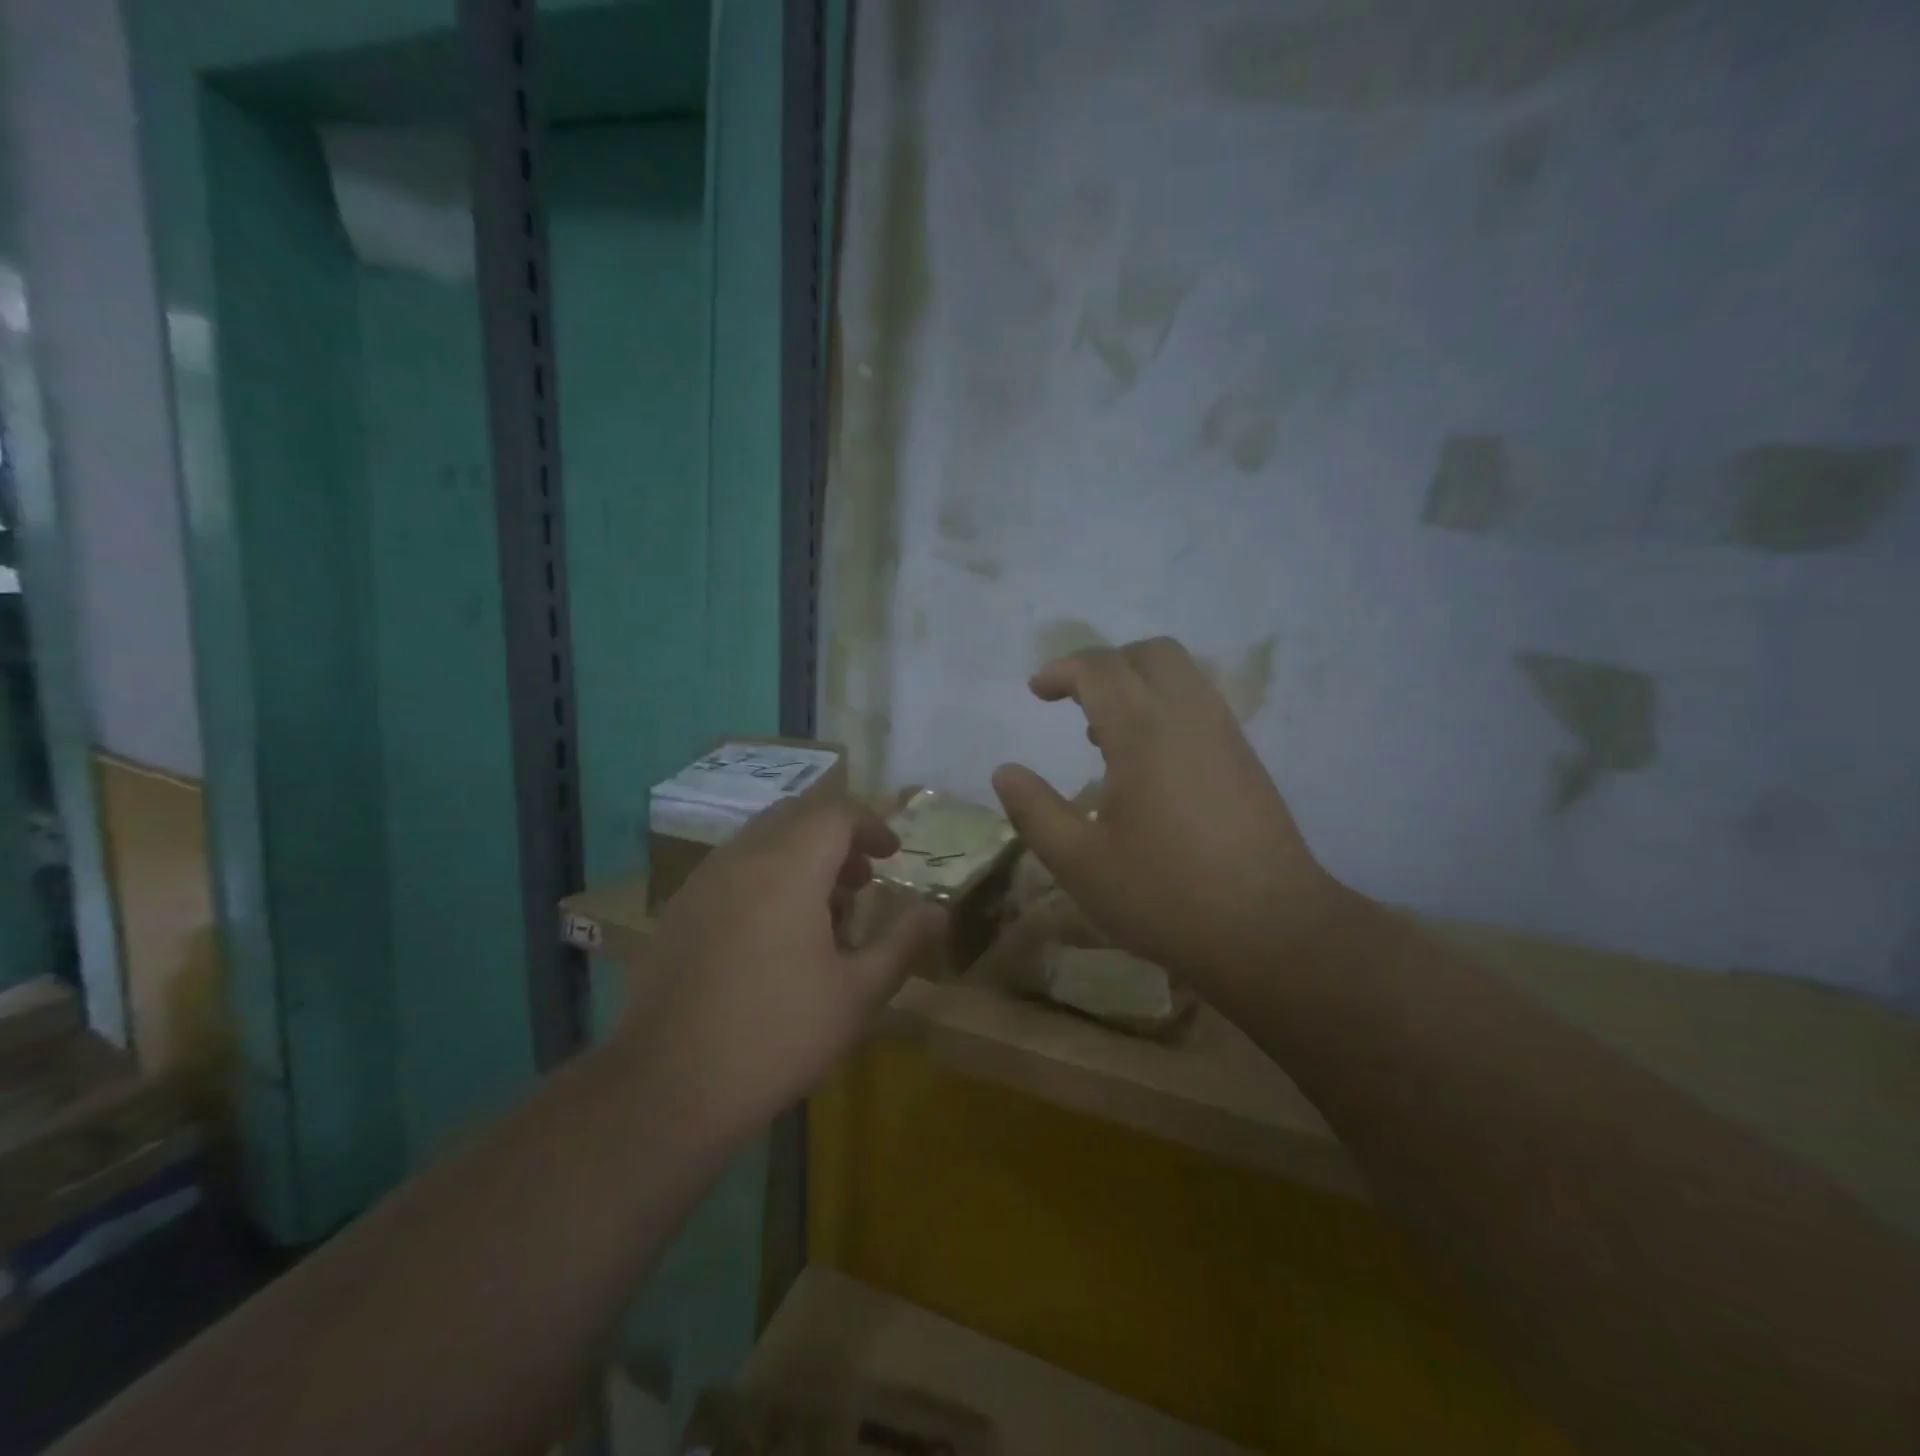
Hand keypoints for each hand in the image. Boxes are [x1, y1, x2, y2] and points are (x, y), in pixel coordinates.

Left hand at [619, 791, 945, 1132]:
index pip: (835, 813)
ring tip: (824, 907)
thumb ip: (902, 943)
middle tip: (862, 878)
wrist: (668, 1087)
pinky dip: (765, 875)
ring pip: (760, 839)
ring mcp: (701, 882)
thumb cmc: (777, 1036)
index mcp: (787, 868)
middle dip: (836, 836)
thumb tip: (937, 911)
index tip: (893, 854)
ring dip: (799, 855)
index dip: (871, 825)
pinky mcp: (678, 910)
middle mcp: (741, 858)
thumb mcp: (857, 994)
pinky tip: (774, 932)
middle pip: (796, 816)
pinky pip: (731, 867)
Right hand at [991, 637, 1346, 997]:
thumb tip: (1005, 772)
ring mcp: (1226, 734)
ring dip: (1139, 684)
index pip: (1100, 668)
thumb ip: (1034, 811)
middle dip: (1106, 664)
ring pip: (1183, 675)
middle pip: (1151, 653)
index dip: (1062, 670)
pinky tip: (1150, 764)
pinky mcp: (1246, 759)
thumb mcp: (1079, 862)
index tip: (1036, 692)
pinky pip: (1202, 704)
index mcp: (1143, 730)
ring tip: (1106, 736)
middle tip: (1076, 702)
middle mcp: (1189, 716)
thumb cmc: (1165, 895)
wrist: (1271, 928)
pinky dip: (1166, 707)